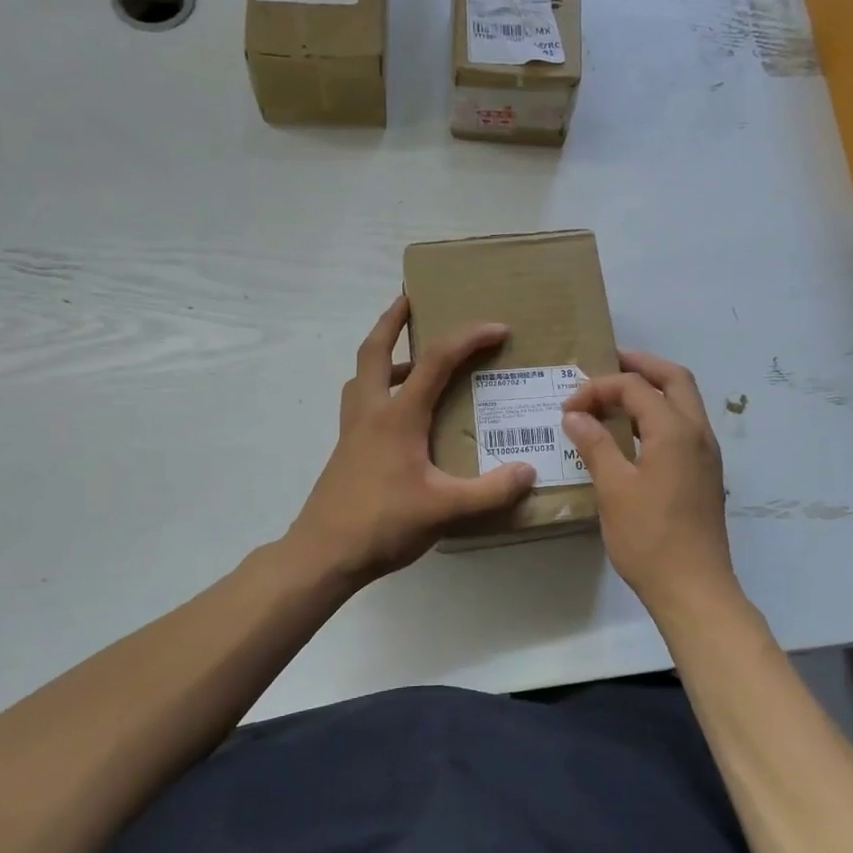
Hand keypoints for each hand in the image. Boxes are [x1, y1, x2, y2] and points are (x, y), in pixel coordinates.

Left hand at [288, 296, 536, 581]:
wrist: (323, 554)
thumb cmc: (383, 524)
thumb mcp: (446, 509)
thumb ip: (491, 491)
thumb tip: (529, 472)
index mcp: (398, 416)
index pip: (436, 360)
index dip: (468, 338)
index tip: (498, 329)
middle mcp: (371, 412)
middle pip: (375, 350)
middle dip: (393, 320)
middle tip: (410, 298)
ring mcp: (353, 431)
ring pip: (362, 375)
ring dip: (383, 354)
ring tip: (412, 358)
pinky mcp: (346, 451)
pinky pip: (361, 403)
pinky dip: (378, 389)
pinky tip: (400, 415)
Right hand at [562, 350, 738, 614]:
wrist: (693, 587)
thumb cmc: (649, 537)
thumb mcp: (613, 488)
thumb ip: (595, 444)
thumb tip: (575, 415)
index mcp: (674, 430)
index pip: (635, 388)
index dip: (599, 389)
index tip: (568, 408)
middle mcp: (698, 432)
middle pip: (674, 379)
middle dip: (641, 366)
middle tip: (608, 364)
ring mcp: (706, 453)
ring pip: (685, 401)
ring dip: (653, 389)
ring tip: (617, 394)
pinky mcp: (705, 473)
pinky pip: (685, 425)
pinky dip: (661, 414)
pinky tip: (634, 432)